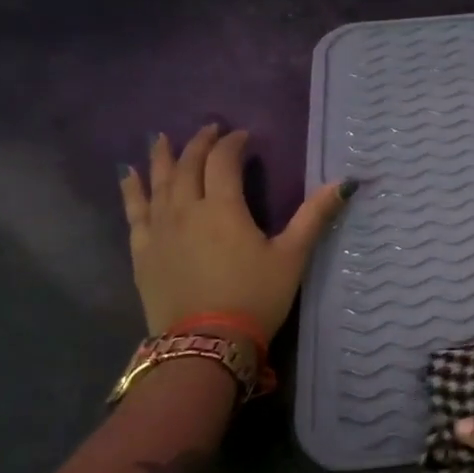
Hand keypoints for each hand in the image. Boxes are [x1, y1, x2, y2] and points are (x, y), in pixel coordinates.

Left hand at [119, 125, 351, 337]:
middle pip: (188, 165)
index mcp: (223, 207)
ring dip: (162, 157)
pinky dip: (132, 189)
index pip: (224, 162)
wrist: (206, 343)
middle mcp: (186, 209)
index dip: (233, 144)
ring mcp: (158, 229)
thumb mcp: (291, 256)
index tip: (244, 137)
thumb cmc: (255, 297)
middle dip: (200, 144)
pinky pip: (134, 210)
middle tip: (210, 130)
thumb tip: (345, 182)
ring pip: (158, 182)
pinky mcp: (142, 250)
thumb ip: (314, 216)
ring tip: (162, 137)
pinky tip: (129, 175)